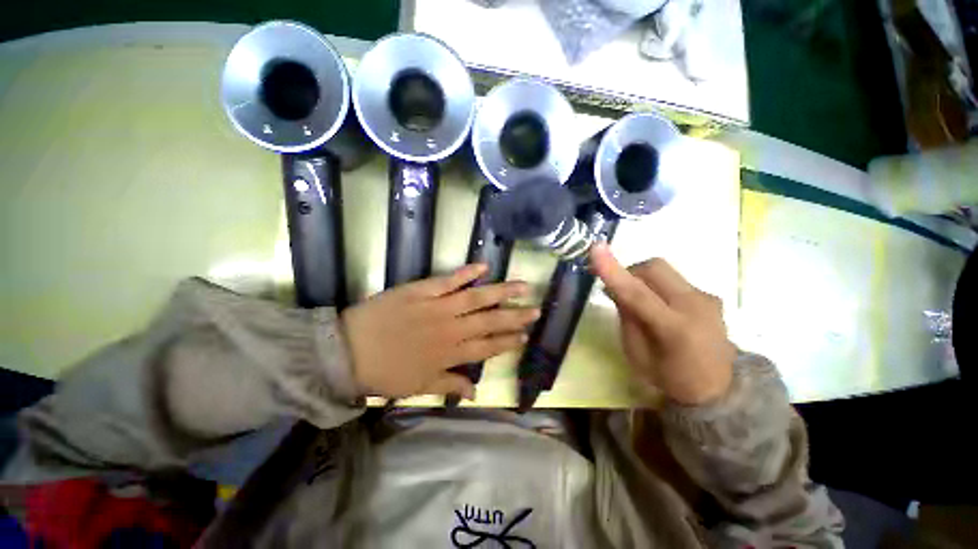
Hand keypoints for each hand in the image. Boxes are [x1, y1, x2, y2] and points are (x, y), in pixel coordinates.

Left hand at [340, 264, 538, 399]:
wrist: (347, 351)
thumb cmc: (384, 373)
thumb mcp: (418, 387)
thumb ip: (449, 385)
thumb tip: (475, 394)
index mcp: (450, 354)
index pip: (488, 347)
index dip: (508, 342)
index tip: (526, 336)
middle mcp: (451, 329)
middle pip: (490, 321)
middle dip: (515, 317)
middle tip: (535, 310)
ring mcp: (438, 307)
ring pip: (476, 298)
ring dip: (501, 292)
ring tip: (522, 286)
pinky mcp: (422, 290)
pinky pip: (448, 280)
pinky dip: (466, 272)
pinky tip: (483, 266)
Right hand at [590, 244, 734, 404]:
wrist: (718, 390)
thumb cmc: (668, 377)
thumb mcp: (636, 353)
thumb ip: (626, 316)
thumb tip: (615, 287)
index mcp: (674, 329)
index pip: (637, 293)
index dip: (614, 270)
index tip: (595, 248)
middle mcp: (695, 306)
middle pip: (654, 267)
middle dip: (630, 271)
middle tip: (619, 289)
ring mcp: (707, 298)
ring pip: (664, 270)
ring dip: (643, 278)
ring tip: (639, 300)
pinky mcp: (711, 296)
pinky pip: (674, 280)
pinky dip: (658, 285)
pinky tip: (659, 305)